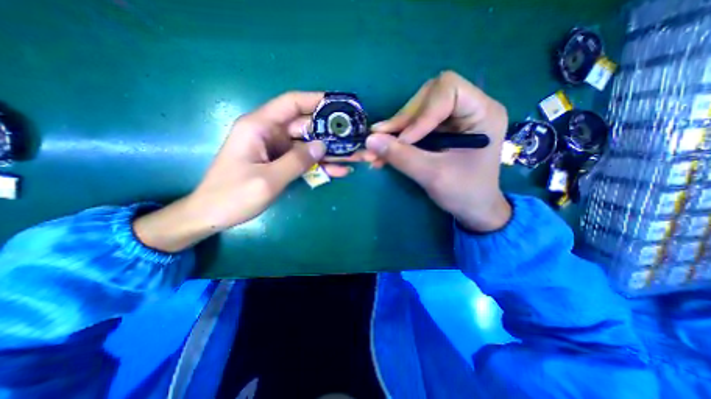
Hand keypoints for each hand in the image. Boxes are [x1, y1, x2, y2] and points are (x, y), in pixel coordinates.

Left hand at [133, 92, 352, 249]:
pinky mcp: (281, 163)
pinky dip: (322, 165)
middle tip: (357, 139)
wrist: (213, 215)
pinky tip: (340, 171)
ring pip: (310, 145)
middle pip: (307, 127)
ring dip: (332, 152)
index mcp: (259, 127)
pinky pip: (305, 160)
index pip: (291, 103)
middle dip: (332, 133)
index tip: (341, 105)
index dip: (317, 100)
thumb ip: (297, 161)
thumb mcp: (268, 180)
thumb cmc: (233, 196)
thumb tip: (323, 145)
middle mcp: (270, 133)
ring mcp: (277, 150)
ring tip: (356, 157)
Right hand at [366, 70, 511, 232]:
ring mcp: (453, 119)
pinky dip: (397, 139)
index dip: (421, 112)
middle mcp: (469, 108)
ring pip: (416, 111)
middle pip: (427, 97)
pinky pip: (413, 126)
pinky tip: (383, 151)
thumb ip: (402, 156)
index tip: (404, 140)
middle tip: (381, 141)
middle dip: (403, 120)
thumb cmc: (464, 193)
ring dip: (394, 131)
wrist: (474, 208)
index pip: (447, 89)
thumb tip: (369, 140)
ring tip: (376, 149)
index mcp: (482, 112)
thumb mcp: (433, 175)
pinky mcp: (440, 130)